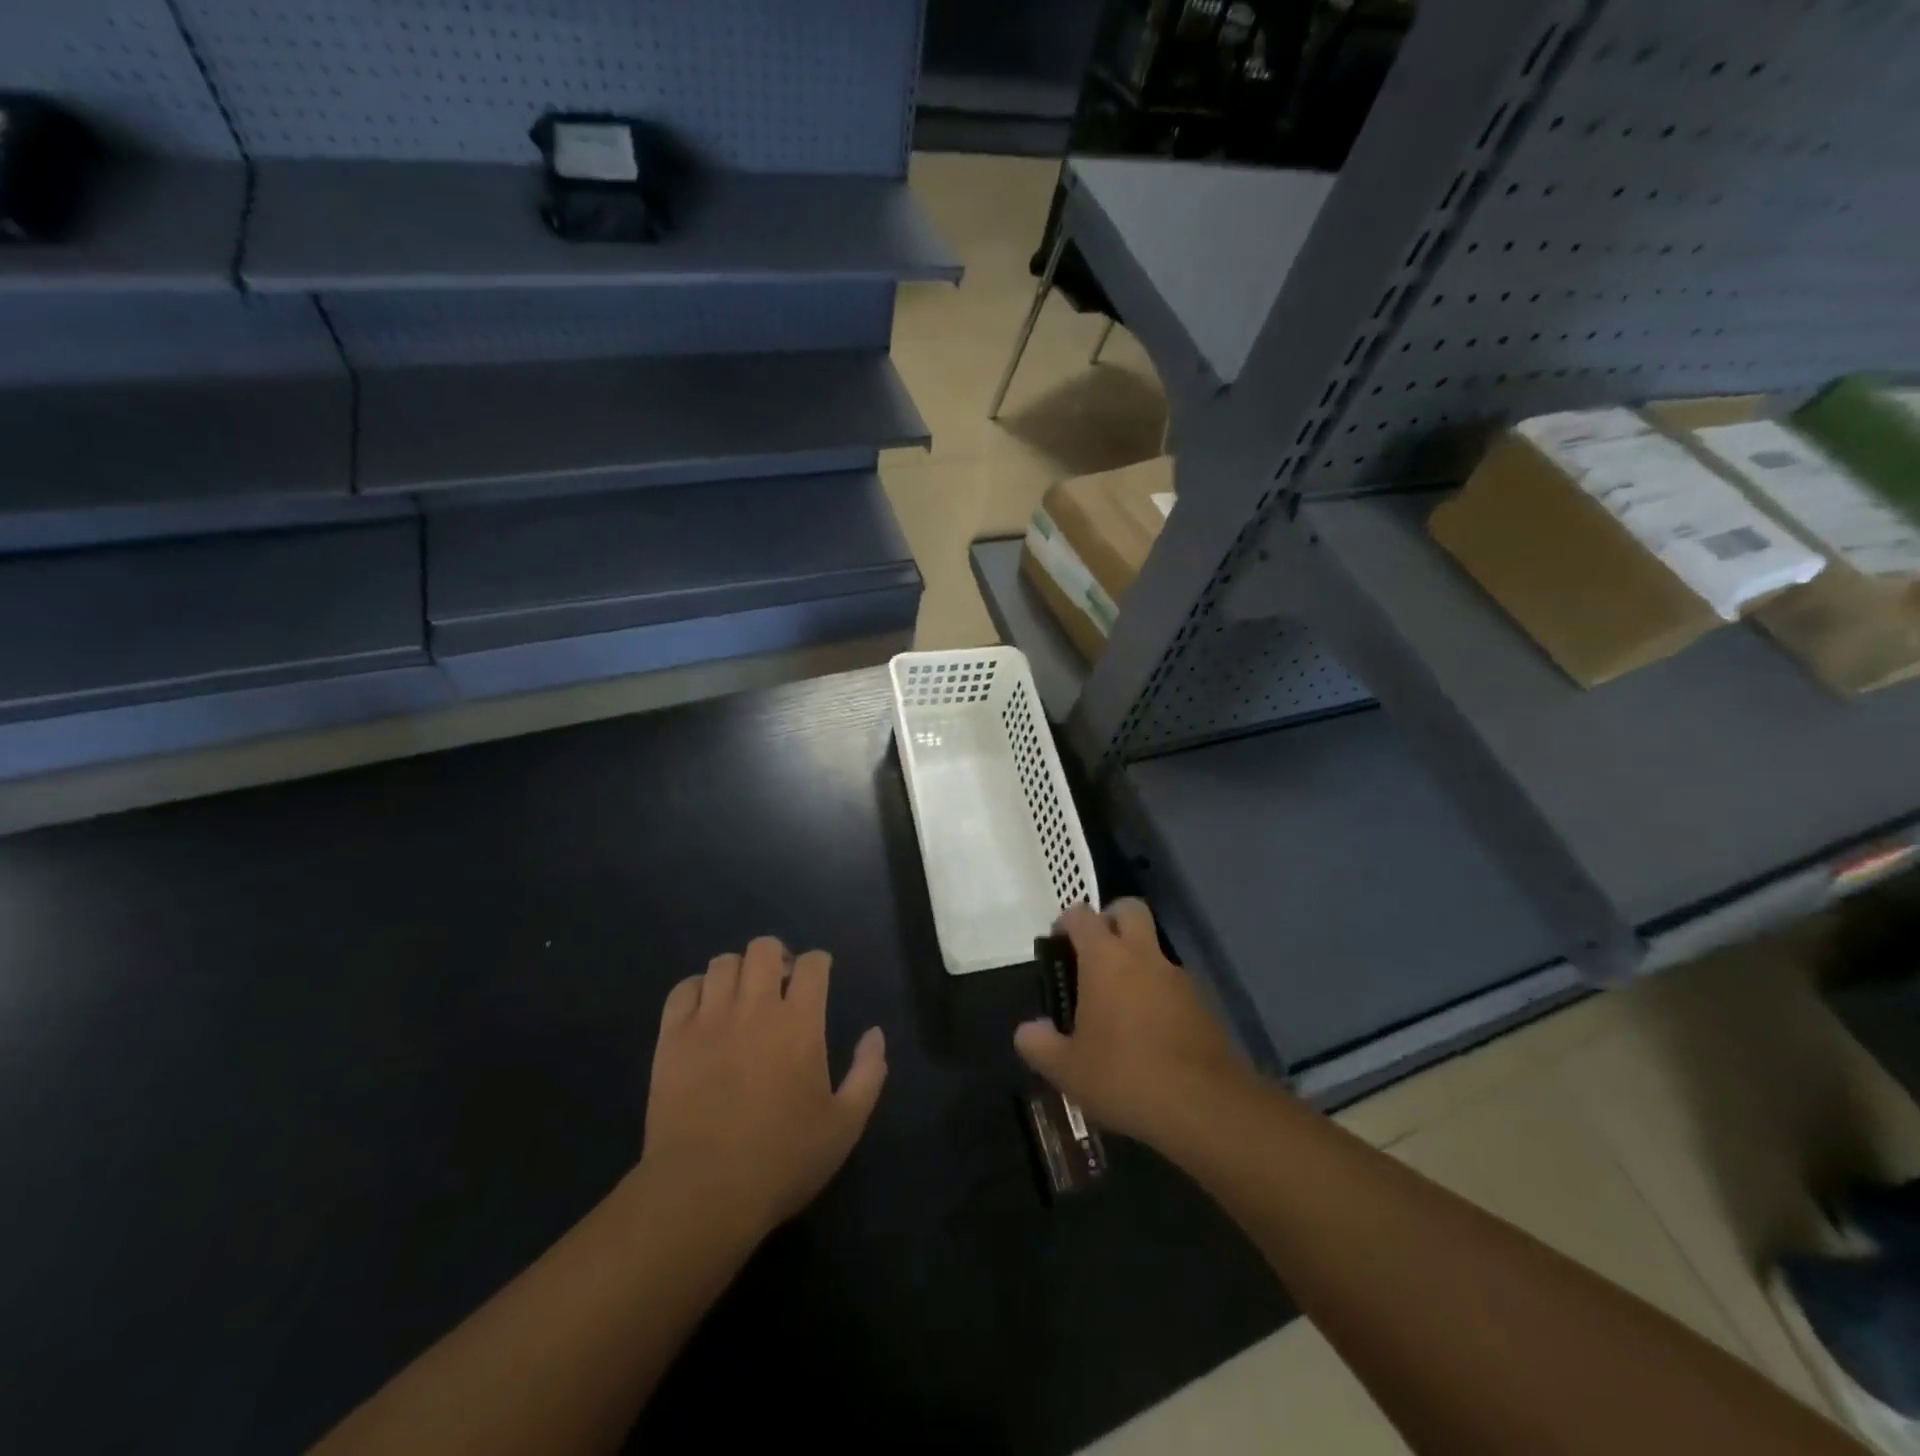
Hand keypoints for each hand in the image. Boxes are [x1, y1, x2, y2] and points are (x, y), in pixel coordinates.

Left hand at [642, 937, 886, 1239]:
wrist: (703, 1193)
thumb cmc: (782, 1160)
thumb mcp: (845, 1125)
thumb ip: (868, 1073)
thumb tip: (875, 1033)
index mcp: (799, 1023)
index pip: (812, 964)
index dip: (819, 963)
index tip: (819, 977)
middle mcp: (755, 1007)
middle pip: (763, 948)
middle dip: (776, 957)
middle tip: (779, 984)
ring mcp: (709, 1019)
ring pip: (722, 963)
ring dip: (738, 972)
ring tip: (741, 996)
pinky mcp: (672, 1038)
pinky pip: (683, 989)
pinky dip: (697, 989)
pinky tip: (705, 1011)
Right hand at [1013, 900, 1256, 1150]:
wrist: (1205, 1107)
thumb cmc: (1124, 1076)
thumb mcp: (1066, 1069)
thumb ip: (1039, 1044)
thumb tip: (1028, 1030)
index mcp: (1105, 958)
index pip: (1082, 915)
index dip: (1066, 923)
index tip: (1057, 947)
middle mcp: (1143, 955)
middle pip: (1129, 909)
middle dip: (1110, 920)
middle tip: (1093, 955)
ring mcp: (1178, 977)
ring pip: (1154, 948)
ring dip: (1137, 960)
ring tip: (1118, 1006)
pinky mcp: (1203, 1004)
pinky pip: (1173, 983)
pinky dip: (1158, 993)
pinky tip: (1148, 1033)